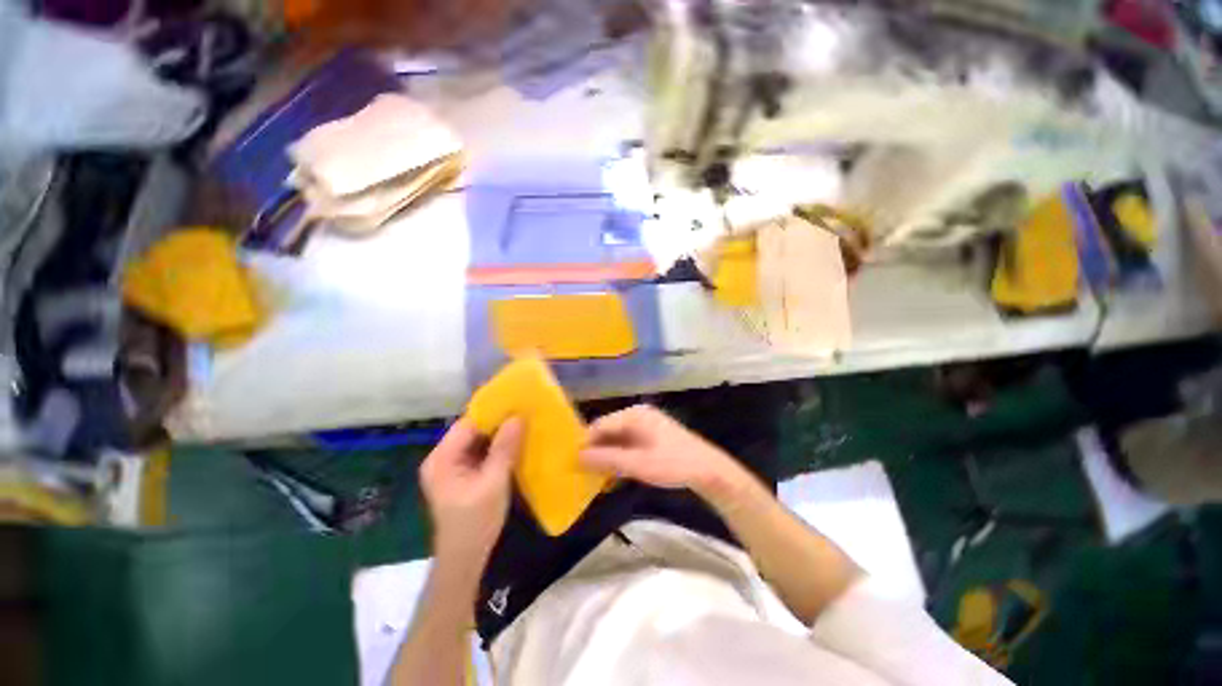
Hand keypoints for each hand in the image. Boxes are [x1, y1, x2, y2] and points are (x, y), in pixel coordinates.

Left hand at [420, 418, 522, 570]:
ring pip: (478, 441)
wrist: (465, 559)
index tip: (516, 401)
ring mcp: (453, 467)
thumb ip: (505, 448)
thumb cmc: (476, 522)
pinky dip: (498, 447)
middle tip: (524, 410)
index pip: (467, 424)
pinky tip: (516, 441)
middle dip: (498, 421)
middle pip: (472, 430)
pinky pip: (481, 453)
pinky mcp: (463, 475)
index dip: (492, 411)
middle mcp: (443, 458)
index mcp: (442, 458)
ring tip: (524, 421)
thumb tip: (518, 416)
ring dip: (499, 433)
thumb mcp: (494, 482)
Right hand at [581, 405, 740, 495]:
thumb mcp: (637, 464)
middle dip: (595, 450)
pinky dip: (619, 457)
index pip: (600, 425)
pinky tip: (613, 474)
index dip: (585, 443)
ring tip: (594, 476)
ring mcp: (646, 425)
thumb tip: (578, 457)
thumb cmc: (672, 464)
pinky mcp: (652, 437)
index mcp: (634, 415)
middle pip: (608, 431)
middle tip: (581, 472)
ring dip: (607, 456)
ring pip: (617, 439)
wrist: (708, 471)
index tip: (572, 462)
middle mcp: (638, 415)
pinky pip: (628, 444)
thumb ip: (607, 460)